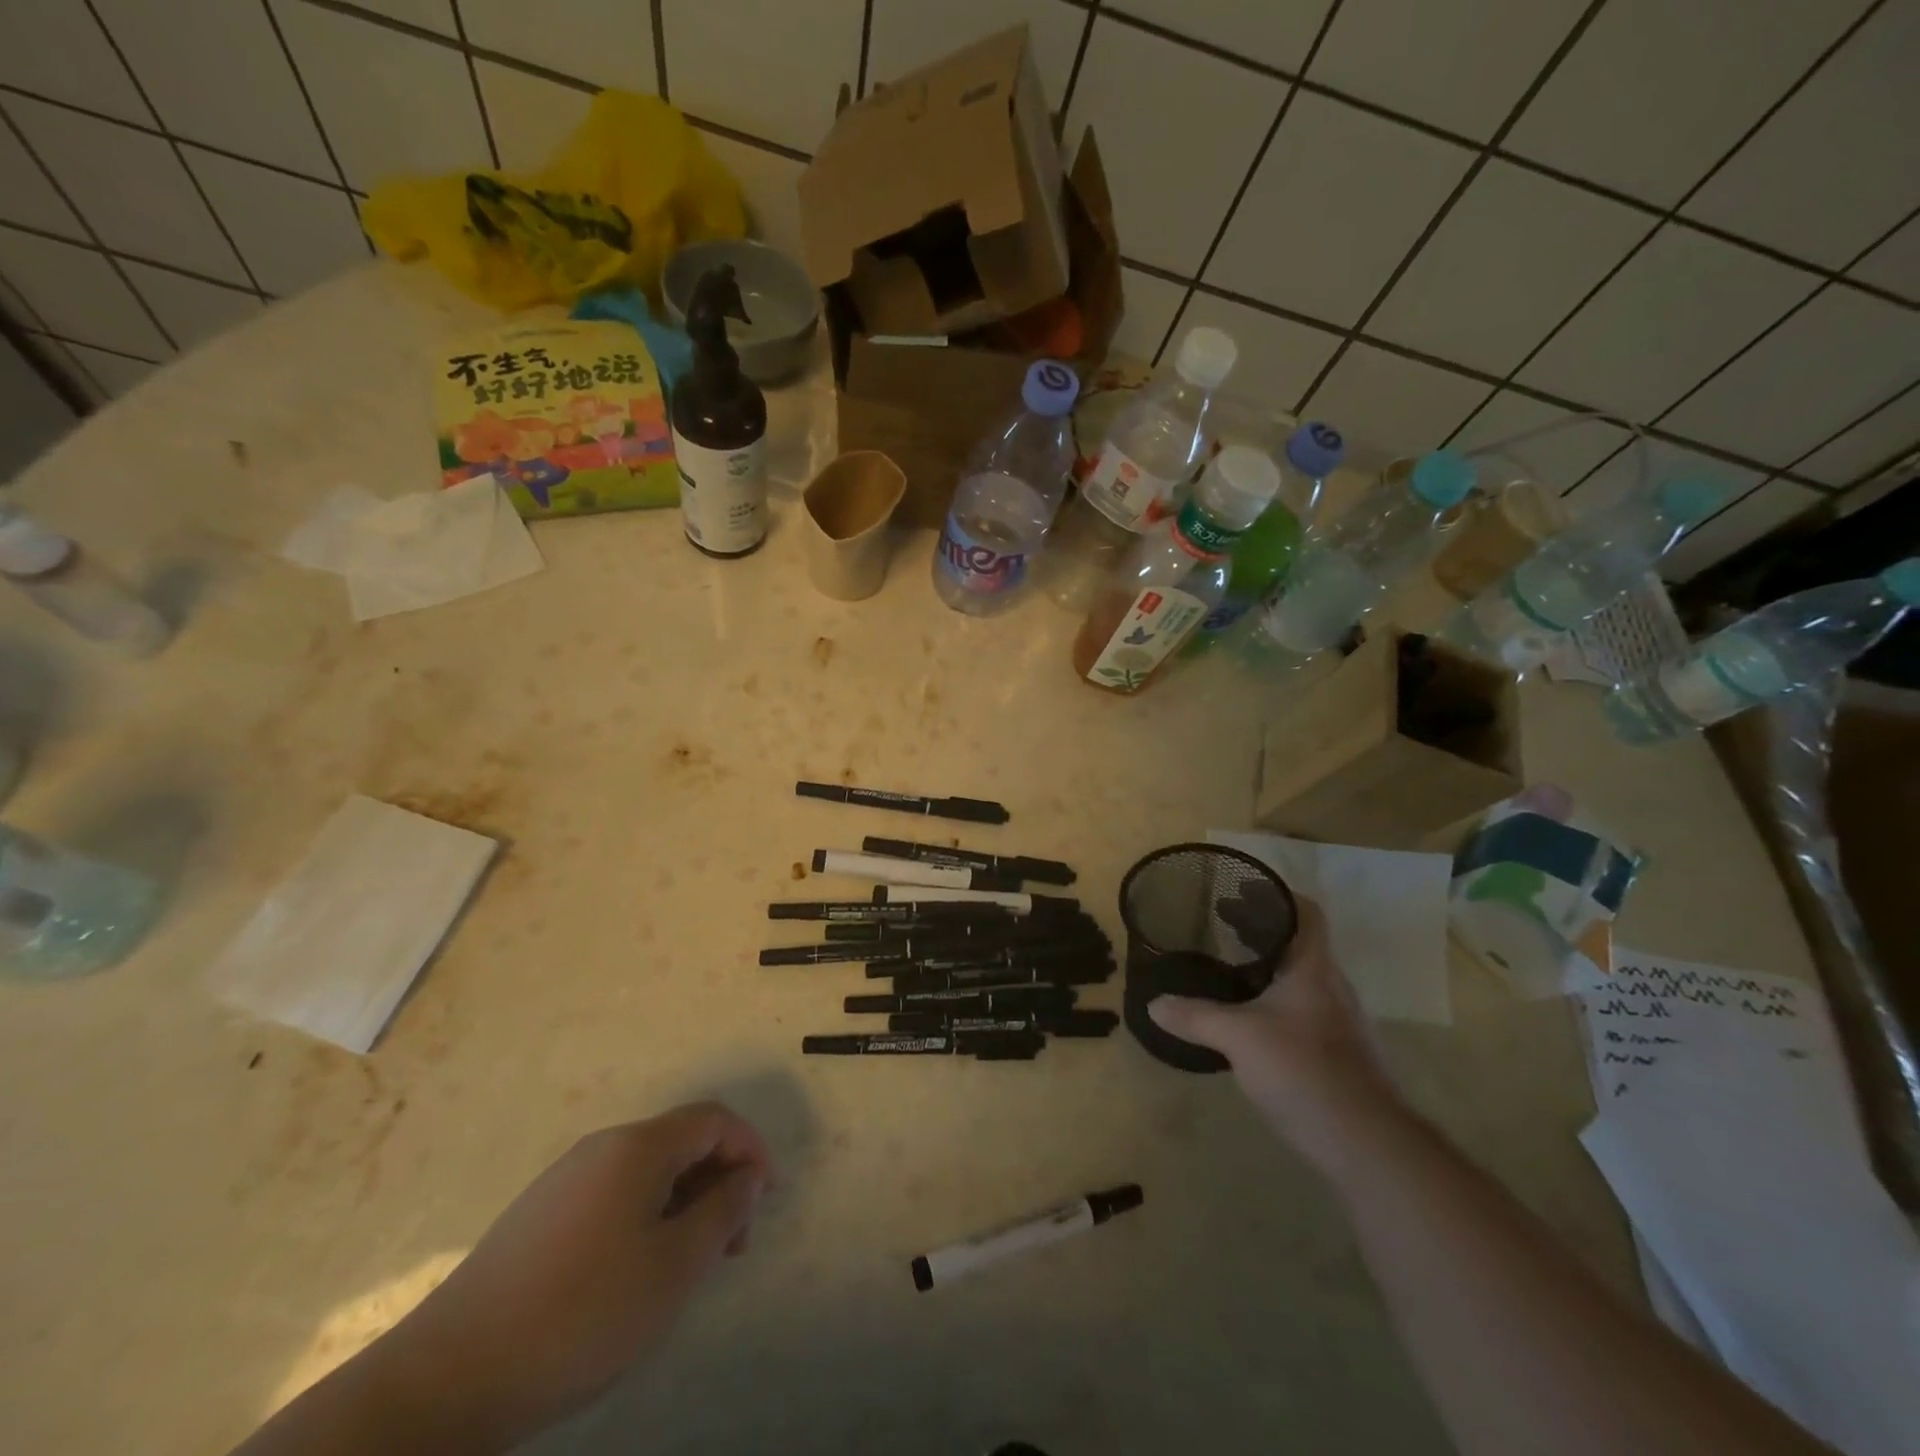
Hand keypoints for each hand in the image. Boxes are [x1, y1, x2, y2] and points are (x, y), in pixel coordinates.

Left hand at [381, 1101, 772, 1444]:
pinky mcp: (539, 1215)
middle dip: (719, 1181)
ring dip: (684, 1202)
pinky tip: (637, 1270)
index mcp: (638, 1146)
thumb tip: (747, 1177)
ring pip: (647, 1171)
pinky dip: (647, 1216)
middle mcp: (602, 1147)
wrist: (447, 1378)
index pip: (714, 1119)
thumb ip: (722, 1212)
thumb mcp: (672, 1268)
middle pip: (681, 1142)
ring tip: (690, 1263)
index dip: (750, 1148)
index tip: (767, 1197)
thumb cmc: (580, 1313)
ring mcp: (565, 1179)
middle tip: (732, 1244)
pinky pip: (614, 1194)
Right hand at [1149, 898, 1404, 1172]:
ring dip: (1268, 965)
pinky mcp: (1339, 1054)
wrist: (1368, 1144)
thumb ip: (1195, 1017)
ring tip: (1229, 966)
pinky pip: (1302, 1009)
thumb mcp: (1239, 1038)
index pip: (1306, 913)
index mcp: (1313, 969)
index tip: (1242, 889)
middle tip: (1220, 922)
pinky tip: (1249, 1019)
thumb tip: (1154, 1003)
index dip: (1277, 896)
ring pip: (1301, 977)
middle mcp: (1331, 987)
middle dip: (1261, 929)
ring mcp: (1339, 1023)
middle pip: (1300, 943)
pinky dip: (1274, 998)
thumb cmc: (1304, 1070)